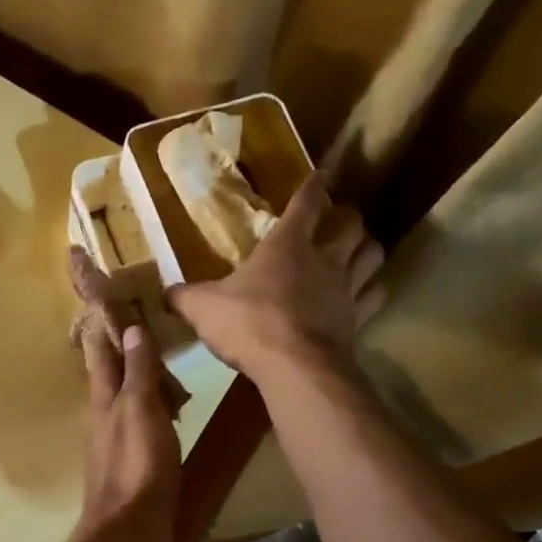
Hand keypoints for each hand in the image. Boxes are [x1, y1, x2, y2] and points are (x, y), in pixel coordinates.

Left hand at [77, 322, 180, 541]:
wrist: (131, 528)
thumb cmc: (136, 464)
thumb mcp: (139, 410)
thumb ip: (138, 371)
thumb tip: (131, 329)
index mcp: (104, 399)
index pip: (101, 353)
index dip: (104, 328)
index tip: (110, 302)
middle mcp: (106, 416)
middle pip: (112, 375)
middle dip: (123, 349)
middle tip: (143, 324)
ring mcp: (119, 440)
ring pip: (128, 398)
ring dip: (141, 378)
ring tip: (162, 360)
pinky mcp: (136, 462)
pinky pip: (144, 423)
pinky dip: (155, 408)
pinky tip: (171, 409)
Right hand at [168, 170, 384, 384]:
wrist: (294, 367)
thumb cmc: (248, 324)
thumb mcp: (202, 308)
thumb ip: (184, 297)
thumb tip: (165, 293)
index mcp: (285, 246)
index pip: (306, 204)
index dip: (313, 187)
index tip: (320, 175)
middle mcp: (323, 259)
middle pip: (351, 224)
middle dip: (347, 217)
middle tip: (339, 219)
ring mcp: (346, 289)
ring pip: (372, 254)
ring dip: (367, 248)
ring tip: (358, 250)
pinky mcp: (358, 319)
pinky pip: (375, 296)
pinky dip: (373, 290)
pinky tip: (365, 293)